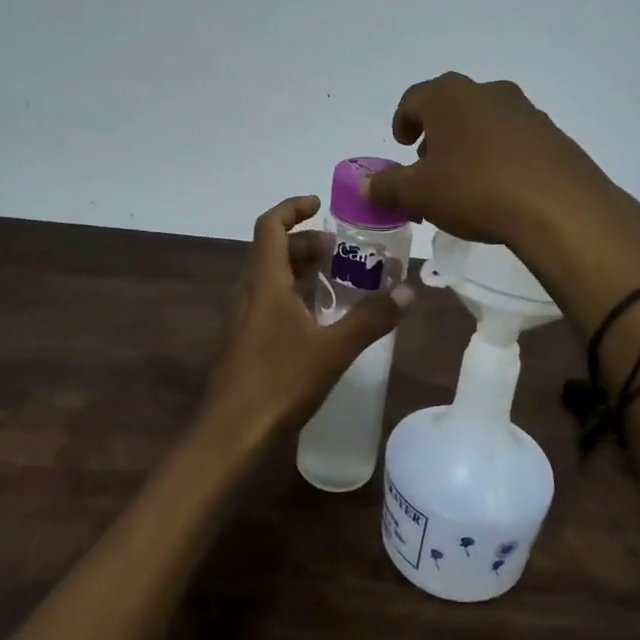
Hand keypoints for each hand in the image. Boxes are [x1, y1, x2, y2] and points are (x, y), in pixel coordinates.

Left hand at [204, 195, 410, 445]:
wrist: (231, 435)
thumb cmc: (280, 382)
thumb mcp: (334, 349)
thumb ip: (371, 318)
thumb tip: (408, 292)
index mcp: (264, 282)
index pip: (270, 226)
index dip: (292, 208)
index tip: (320, 204)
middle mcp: (247, 292)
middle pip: (272, 250)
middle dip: (305, 243)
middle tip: (340, 251)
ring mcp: (240, 319)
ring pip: (268, 277)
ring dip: (297, 269)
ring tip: (334, 280)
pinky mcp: (242, 342)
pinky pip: (266, 301)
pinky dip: (291, 295)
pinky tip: (316, 320)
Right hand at [365, 73, 639, 255]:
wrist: (559, 206)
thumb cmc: (475, 188)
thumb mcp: (419, 193)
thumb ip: (387, 186)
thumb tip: (366, 186)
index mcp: (449, 96)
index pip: (414, 99)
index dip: (403, 121)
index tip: (402, 144)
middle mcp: (487, 92)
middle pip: (451, 107)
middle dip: (436, 134)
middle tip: (429, 165)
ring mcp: (525, 111)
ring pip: (485, 122)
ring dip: (469, 144)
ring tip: (464, 181)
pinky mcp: (553, 135)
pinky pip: (514, 140)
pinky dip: (500, 156)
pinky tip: (500, 188)